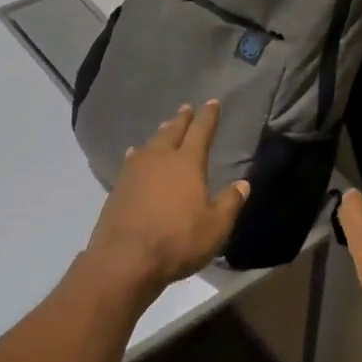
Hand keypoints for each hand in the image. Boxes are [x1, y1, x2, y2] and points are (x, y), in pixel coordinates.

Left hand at [83, 101, 248, 292]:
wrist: (125, 259)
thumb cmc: (178, 240)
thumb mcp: (216, 226)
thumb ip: (230, 202)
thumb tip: (243, 184)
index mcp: (187, 163)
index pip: (201, 131)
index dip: (208, 116)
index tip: (212, 102)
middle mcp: (160, 159)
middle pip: (172, 131)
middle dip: (182, 119)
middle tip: (187, 108)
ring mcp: (135, 172)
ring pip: (150, 144)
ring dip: (160, 134)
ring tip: (165, 128)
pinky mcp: (118, 187)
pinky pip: (133, 160)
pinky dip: (139, 153)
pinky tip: (135, 155)